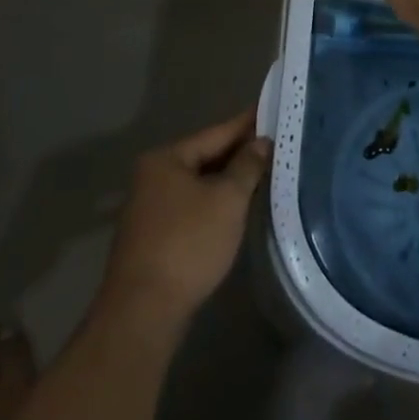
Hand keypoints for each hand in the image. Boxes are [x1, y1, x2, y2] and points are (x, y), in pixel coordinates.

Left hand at [97, 109, 270, 331]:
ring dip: (227, 179)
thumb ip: (247, 166)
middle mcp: (152, 176)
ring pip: (198, 183)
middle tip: (274, 142)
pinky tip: (236, 205)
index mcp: (166, 159)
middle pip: (205, 156)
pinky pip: (192, 205)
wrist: (144, 311)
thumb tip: (260, 142)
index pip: (216, 132)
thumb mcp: (227, 200)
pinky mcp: (154, 236)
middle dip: (238, 152)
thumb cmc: (188, 244)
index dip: (246, 123)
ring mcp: (150, 208)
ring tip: (263, 171)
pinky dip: (215, 201)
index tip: (271, 109)